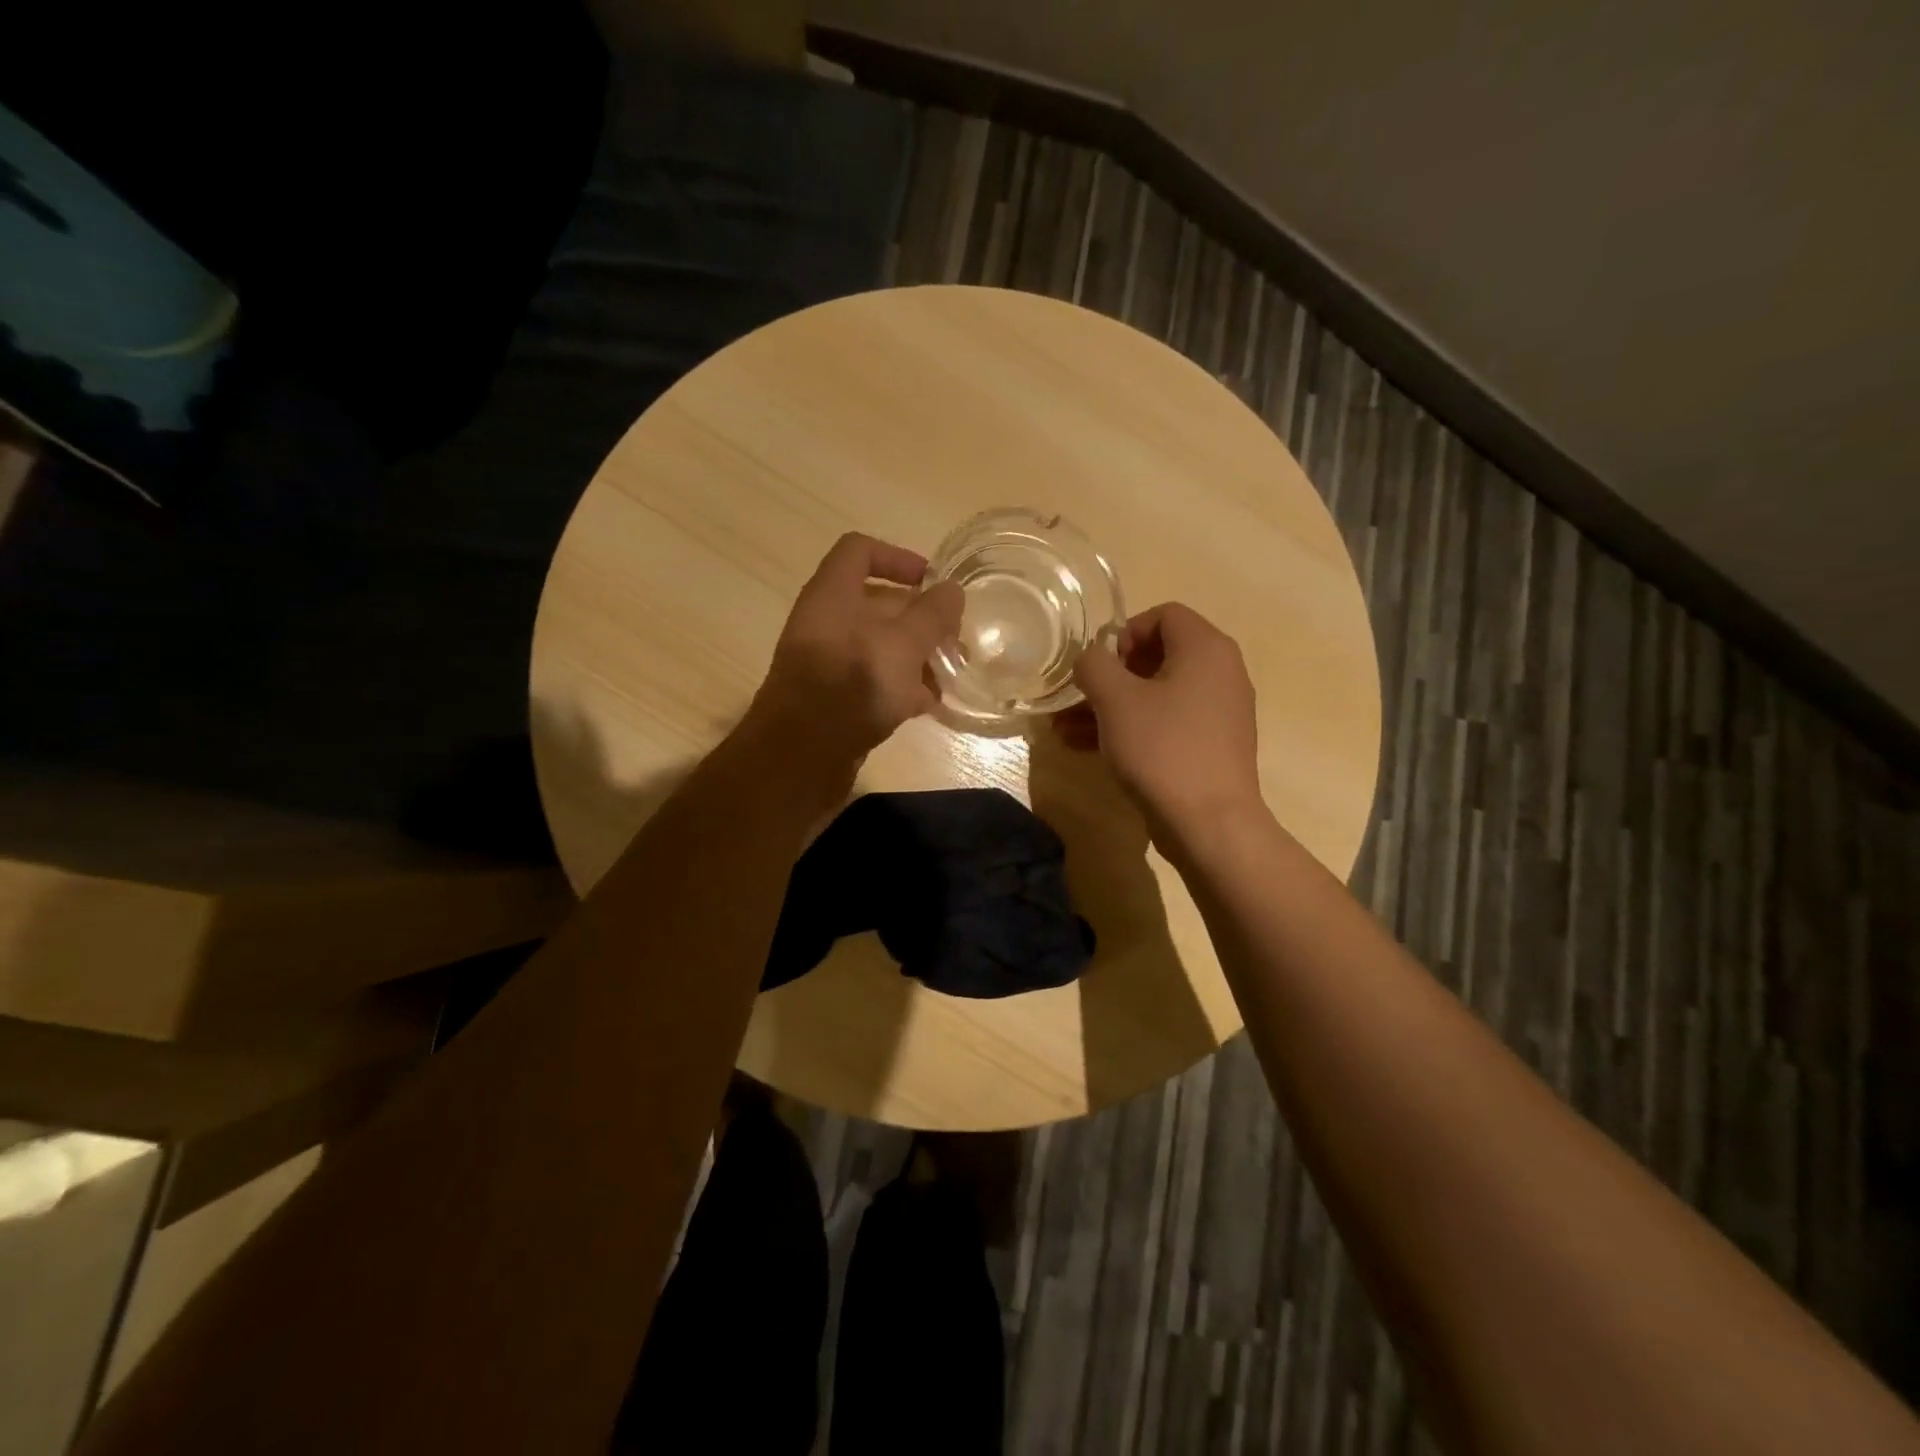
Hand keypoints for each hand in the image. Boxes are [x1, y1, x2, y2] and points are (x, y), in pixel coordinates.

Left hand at [744, 532, 963, 776]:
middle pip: (878, 603)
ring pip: (880, 645)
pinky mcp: (834, 698)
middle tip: (956, 638)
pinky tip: (930, 704)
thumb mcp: (902, 645)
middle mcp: (827, 622)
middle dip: (921, 618)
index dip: (898, 557)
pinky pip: (873, 680)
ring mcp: (829, 661)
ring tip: (951, 674)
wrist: (800, 756)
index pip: (860, 551)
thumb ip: (931, 615)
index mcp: (833, 594)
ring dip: (917, 656)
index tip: (933, 581)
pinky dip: (901, 686)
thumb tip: (953, 590)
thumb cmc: (853, 685)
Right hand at [1055, 602, 1262, 838]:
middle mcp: (1221, 672)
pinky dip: (1132, 728)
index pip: (1163, 614)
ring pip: (1156, 695)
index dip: (1124, 632)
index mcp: (1206, 648)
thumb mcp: (1115, 699)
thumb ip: (1093, 665)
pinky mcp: (1211, 746)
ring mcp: (1219, 712)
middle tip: (1079, 698)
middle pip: (1157, 656)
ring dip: (1111, 707)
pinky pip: (1166, 723)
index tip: (1100, 666)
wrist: (1209, 823)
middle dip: (1109, 676)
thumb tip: (1091, 659)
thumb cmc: (1162, 748)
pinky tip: (1088, 748)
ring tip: (1065, 730)